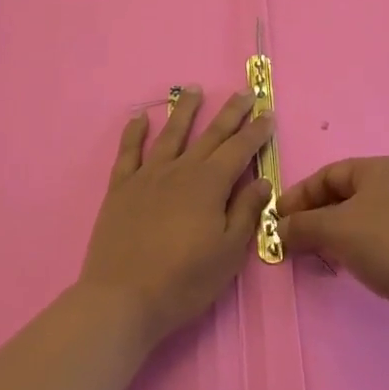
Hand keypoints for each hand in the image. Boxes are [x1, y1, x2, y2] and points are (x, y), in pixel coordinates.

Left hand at [80, 87, 273, 346]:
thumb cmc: (184, 282)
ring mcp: (148, 176)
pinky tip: (139, 118)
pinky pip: (128, 152)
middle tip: (243, 93)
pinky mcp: (121, 188)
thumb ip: (246, 212)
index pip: (239, 149)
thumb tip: (262, 180)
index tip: (267, 112)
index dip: (255, 130)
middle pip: (210, 134)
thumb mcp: (228, 254)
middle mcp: (181, 170)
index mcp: (210, 184)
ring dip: (184, 110)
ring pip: (171, 133)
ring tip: (193, 89)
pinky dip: (134, 133)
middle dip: (230, 113)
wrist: (122, 299)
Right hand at [278, 157, 388, 336]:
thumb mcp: (335, 229)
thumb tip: (279, 228)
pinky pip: (374, 237)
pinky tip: (341, 265)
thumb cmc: (385, 243)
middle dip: (314, 216)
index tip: (277, 218)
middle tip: (290, 238)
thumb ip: (302, 225)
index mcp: (379, 168)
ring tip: (311, 253)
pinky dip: (353, 246)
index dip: (300, 194)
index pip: (329, 174)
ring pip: (359, 218)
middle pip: (344, 195)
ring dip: (332, 234)